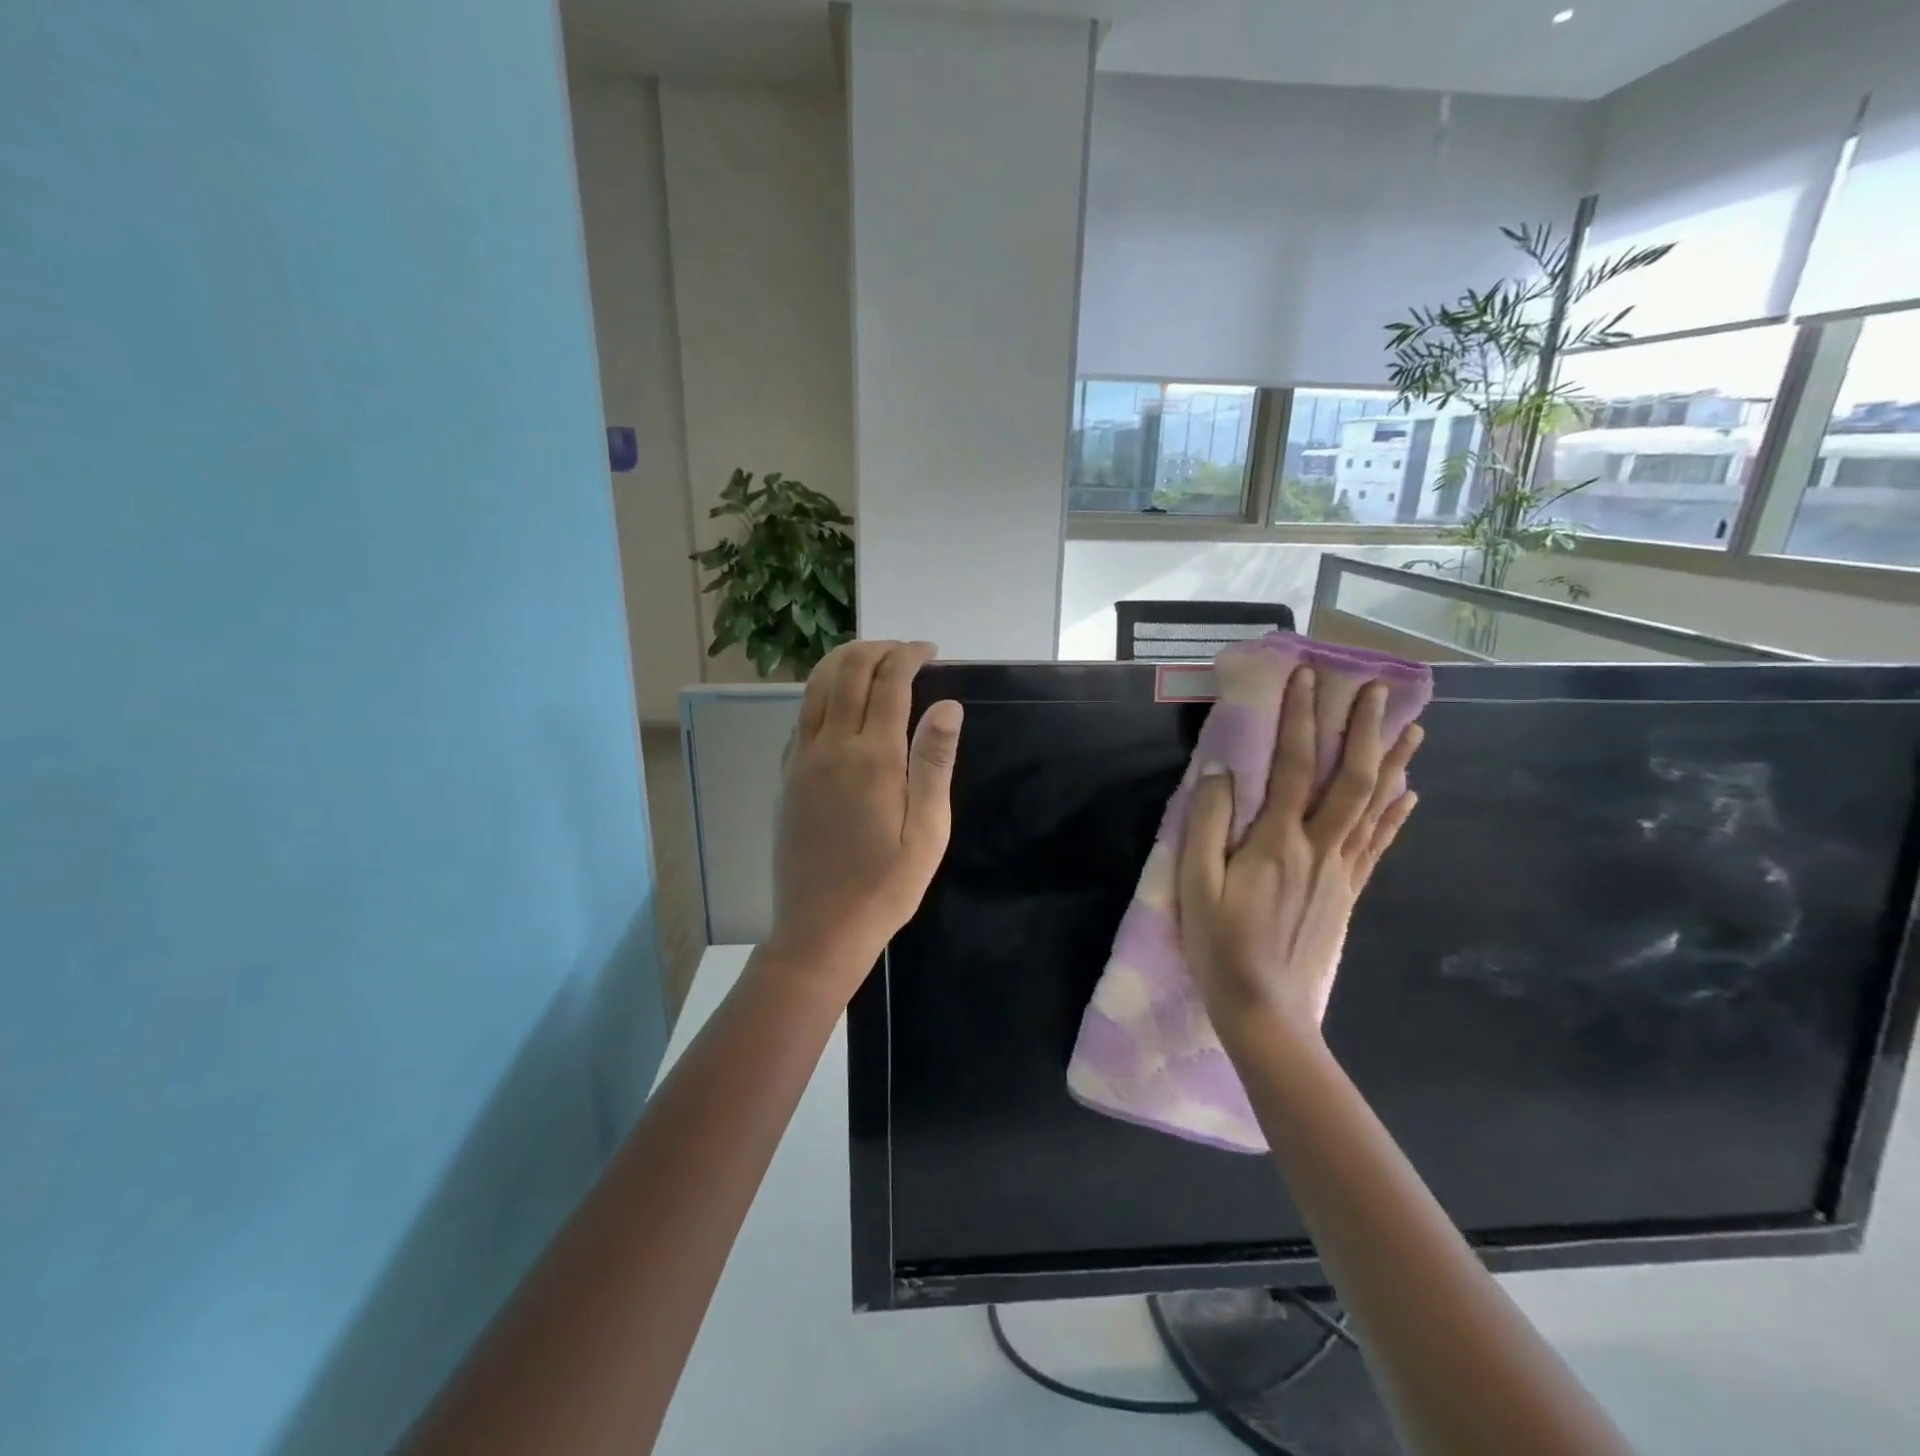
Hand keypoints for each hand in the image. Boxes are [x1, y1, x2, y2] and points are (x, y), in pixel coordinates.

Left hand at [767, 640, 963, 988]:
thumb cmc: (886, 885)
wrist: (821, 928)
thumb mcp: (928, 830)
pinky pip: (801, 716)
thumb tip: (948, 706)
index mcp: (873, 758)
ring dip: (843, 662)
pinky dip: (820, 692)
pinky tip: (838, 702)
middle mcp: (832, 747)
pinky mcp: (787, 777)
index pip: (889, 683)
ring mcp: (802, 760)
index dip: (909, 656)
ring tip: (870, 659)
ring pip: (816, 688)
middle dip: (876, 649)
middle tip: (902, 650)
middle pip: (847, 673)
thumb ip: (934, 763)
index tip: (929, 651)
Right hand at [1177, 667, 1421, 1033]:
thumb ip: (1206, 824)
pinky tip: (1410, 794)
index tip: (1308, 677)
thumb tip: (1221, 771)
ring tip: (1414, 729)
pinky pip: (1378, 844)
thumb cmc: (1220, 945)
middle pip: (1350, 778)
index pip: (1293, 765)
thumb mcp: (1195, 883)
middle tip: (1377, 690)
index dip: (1301, 718)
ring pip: (1375, 806)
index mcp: (1277, 841)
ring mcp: (1340, 871)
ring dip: (1393, 764)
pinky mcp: (1349, 893)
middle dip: (1364, 730)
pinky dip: (1396, 814)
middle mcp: (1319, 847)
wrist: (1266, 1010)